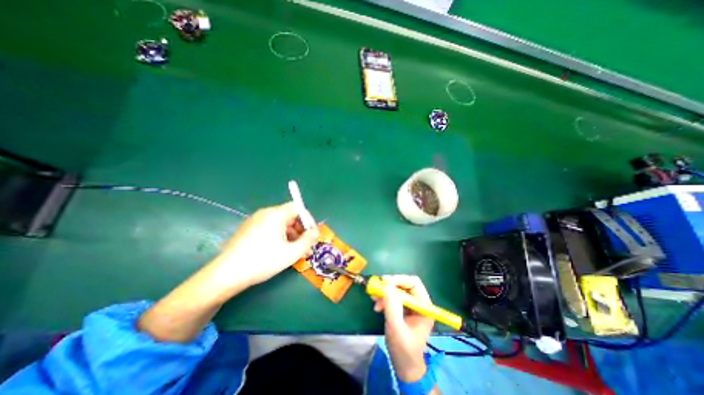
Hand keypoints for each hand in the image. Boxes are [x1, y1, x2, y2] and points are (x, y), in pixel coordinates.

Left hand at [215, 202, 319, 288]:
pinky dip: (279, 236)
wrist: (227, 275)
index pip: (298, 208)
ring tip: (294, 251)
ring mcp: (254, 220)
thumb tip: (316, 232)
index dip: (308, 219)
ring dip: (291, 234)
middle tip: (305, 245)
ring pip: (280, 223)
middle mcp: (265, 213)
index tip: (312, 234)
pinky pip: (269, 228)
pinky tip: (279, 251)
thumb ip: (308, 240)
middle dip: (300, 229)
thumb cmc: (263, 261)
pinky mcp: (248, 229)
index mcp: (275, 214)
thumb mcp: (292, 253)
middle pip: (289, 215)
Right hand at [374, 274, 434, 382]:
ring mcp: (412, 305)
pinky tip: (377, 306)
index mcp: (424, 306)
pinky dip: (385, 298)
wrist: (405, 366)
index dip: (399, 279)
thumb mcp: (396, 327)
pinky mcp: (404, 309)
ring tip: (374, 298)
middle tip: (377, 288)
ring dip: (385, 292)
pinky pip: (394, 297)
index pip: (414, 283)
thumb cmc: (403, 349)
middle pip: (405, 284)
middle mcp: (420, 302)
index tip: (384, 281)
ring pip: (398, 290)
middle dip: (390, 286)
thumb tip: (386, 286)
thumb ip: (392, 306)